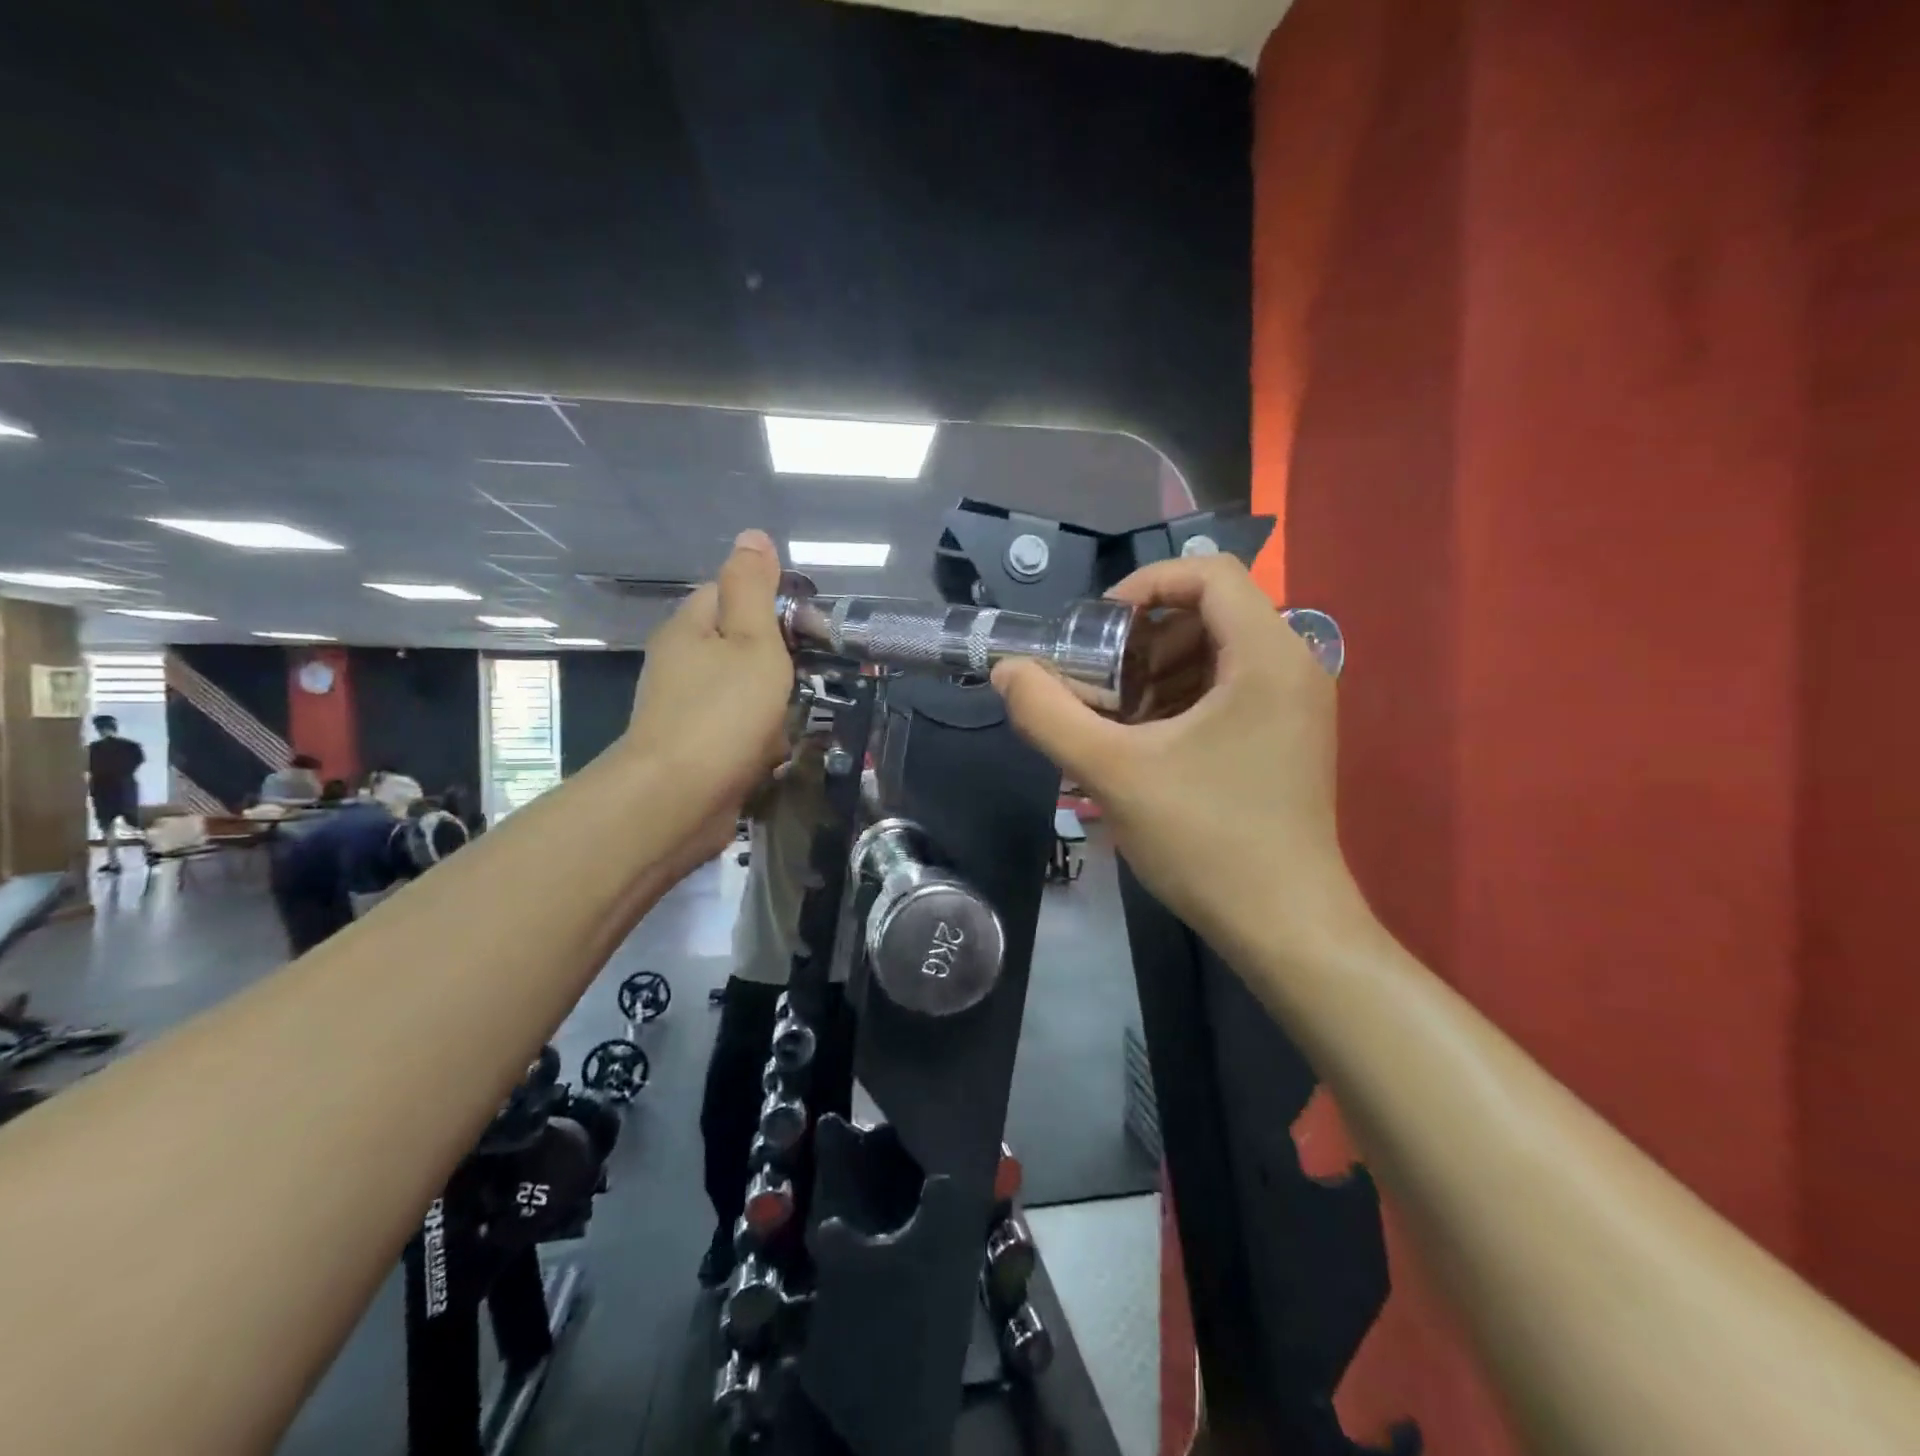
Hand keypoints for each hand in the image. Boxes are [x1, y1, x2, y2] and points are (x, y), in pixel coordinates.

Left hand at [625, 530, 794, 865]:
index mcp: (690, 627)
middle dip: (776, 665)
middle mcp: (680, 662)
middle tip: (800, 679)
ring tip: (785, 722)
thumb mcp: (751, 640)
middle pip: (741, 646)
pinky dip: (756, 740)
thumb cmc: (722, 712)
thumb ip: (754, 588)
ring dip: (771, 708)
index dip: (770, 603)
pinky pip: (737, 731)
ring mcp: (684, 708)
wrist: (677, 799)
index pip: (730, 592)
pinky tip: (770, 755)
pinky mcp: (694, 748)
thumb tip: (752, 536)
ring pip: (744, 693)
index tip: (804, 627)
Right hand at [991, 554, 1366, 959]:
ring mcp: (1296, 704)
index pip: (1210, 572)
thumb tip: (1006, 670)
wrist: (1285, 927)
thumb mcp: (1113, 773)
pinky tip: (1148, 744)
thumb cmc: (1206, 841)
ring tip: (1117, 719)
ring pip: (1217, 652)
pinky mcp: (1288, 736)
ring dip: (1158, 671)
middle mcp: (1293, 666)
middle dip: (1144, 638)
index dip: (1145, 585)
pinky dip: (1182, 698)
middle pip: (1210, 612)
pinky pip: (1230, 689)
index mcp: (1266, 657)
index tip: (1098, 630)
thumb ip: (1049, 714)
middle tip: (1100, 682)